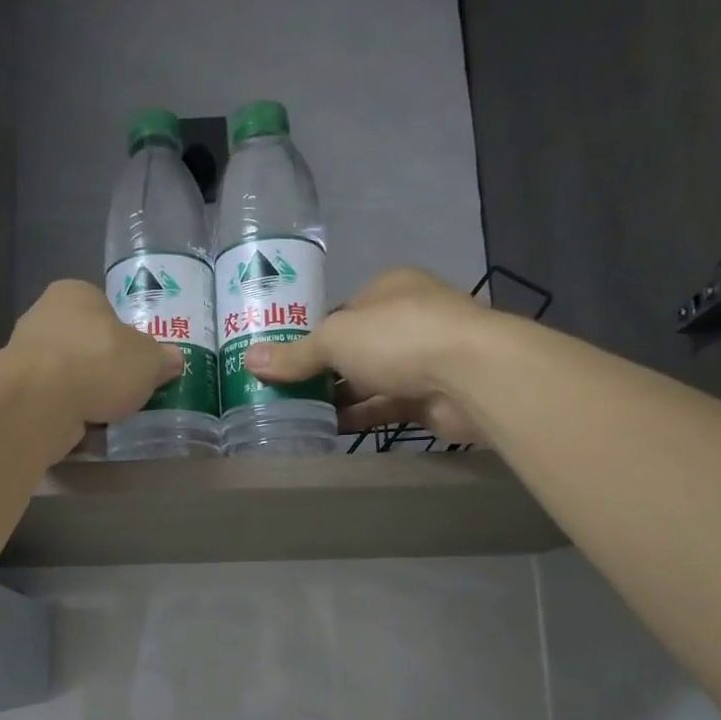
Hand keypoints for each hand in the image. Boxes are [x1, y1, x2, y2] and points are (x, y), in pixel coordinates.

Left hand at [4, 280, 182, 439]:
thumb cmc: (99, 362)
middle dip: (105, 365)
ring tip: (111, 412)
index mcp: (75, 293)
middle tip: (129, 388)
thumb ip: (162, 358)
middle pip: (85, 342)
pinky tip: (86, 425)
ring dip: (86, 390)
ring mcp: (26, 354)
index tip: (139, 360)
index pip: (105, 308)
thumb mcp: (149, 359)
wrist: (42, 401)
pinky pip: (54, 399)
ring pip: (68, 372)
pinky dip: (69, 410)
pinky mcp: (18, 390)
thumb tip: (173, 360)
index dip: (125, 334)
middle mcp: (44, 315)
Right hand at [246, 268, 494, 442]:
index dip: (311, 334)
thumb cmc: (399, 337)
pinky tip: (326, 430)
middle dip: (321, 370)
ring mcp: (421, 359)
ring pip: (369, 380)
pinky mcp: (428, 397)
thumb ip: (295, 354)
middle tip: (281, 391)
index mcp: (389, 288)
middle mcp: (407, 319)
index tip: (282, 359)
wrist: (471, 377)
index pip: (341, 311)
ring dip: (337, 397)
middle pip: (354, 347)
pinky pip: (384, 407)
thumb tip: (248, 360)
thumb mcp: (335, 339)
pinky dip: (358, 418)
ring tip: (295, 414)